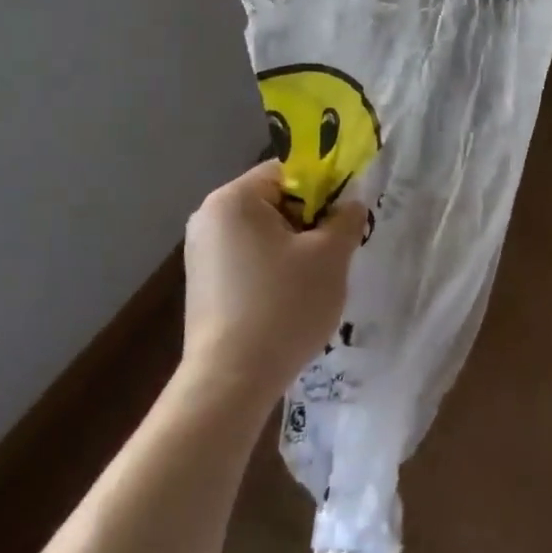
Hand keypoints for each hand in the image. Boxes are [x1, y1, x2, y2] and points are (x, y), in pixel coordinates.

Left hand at [182, 161, 366, 414]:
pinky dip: (273, 270)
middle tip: (335, 252)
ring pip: (264, 233)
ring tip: (314, 282)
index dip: (324, 188)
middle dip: (310, 222)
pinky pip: (249, 259)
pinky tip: (288, 301)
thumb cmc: (284, 305)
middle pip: (275, 201)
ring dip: (295, 248)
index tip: (345, 218)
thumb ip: (346, 218)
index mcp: (233, 199)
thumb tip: (350, 203)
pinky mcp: (203, 285)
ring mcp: (201, 253)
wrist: (231, 380)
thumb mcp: (330, 256)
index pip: (288, 171)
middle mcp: (208, 217)